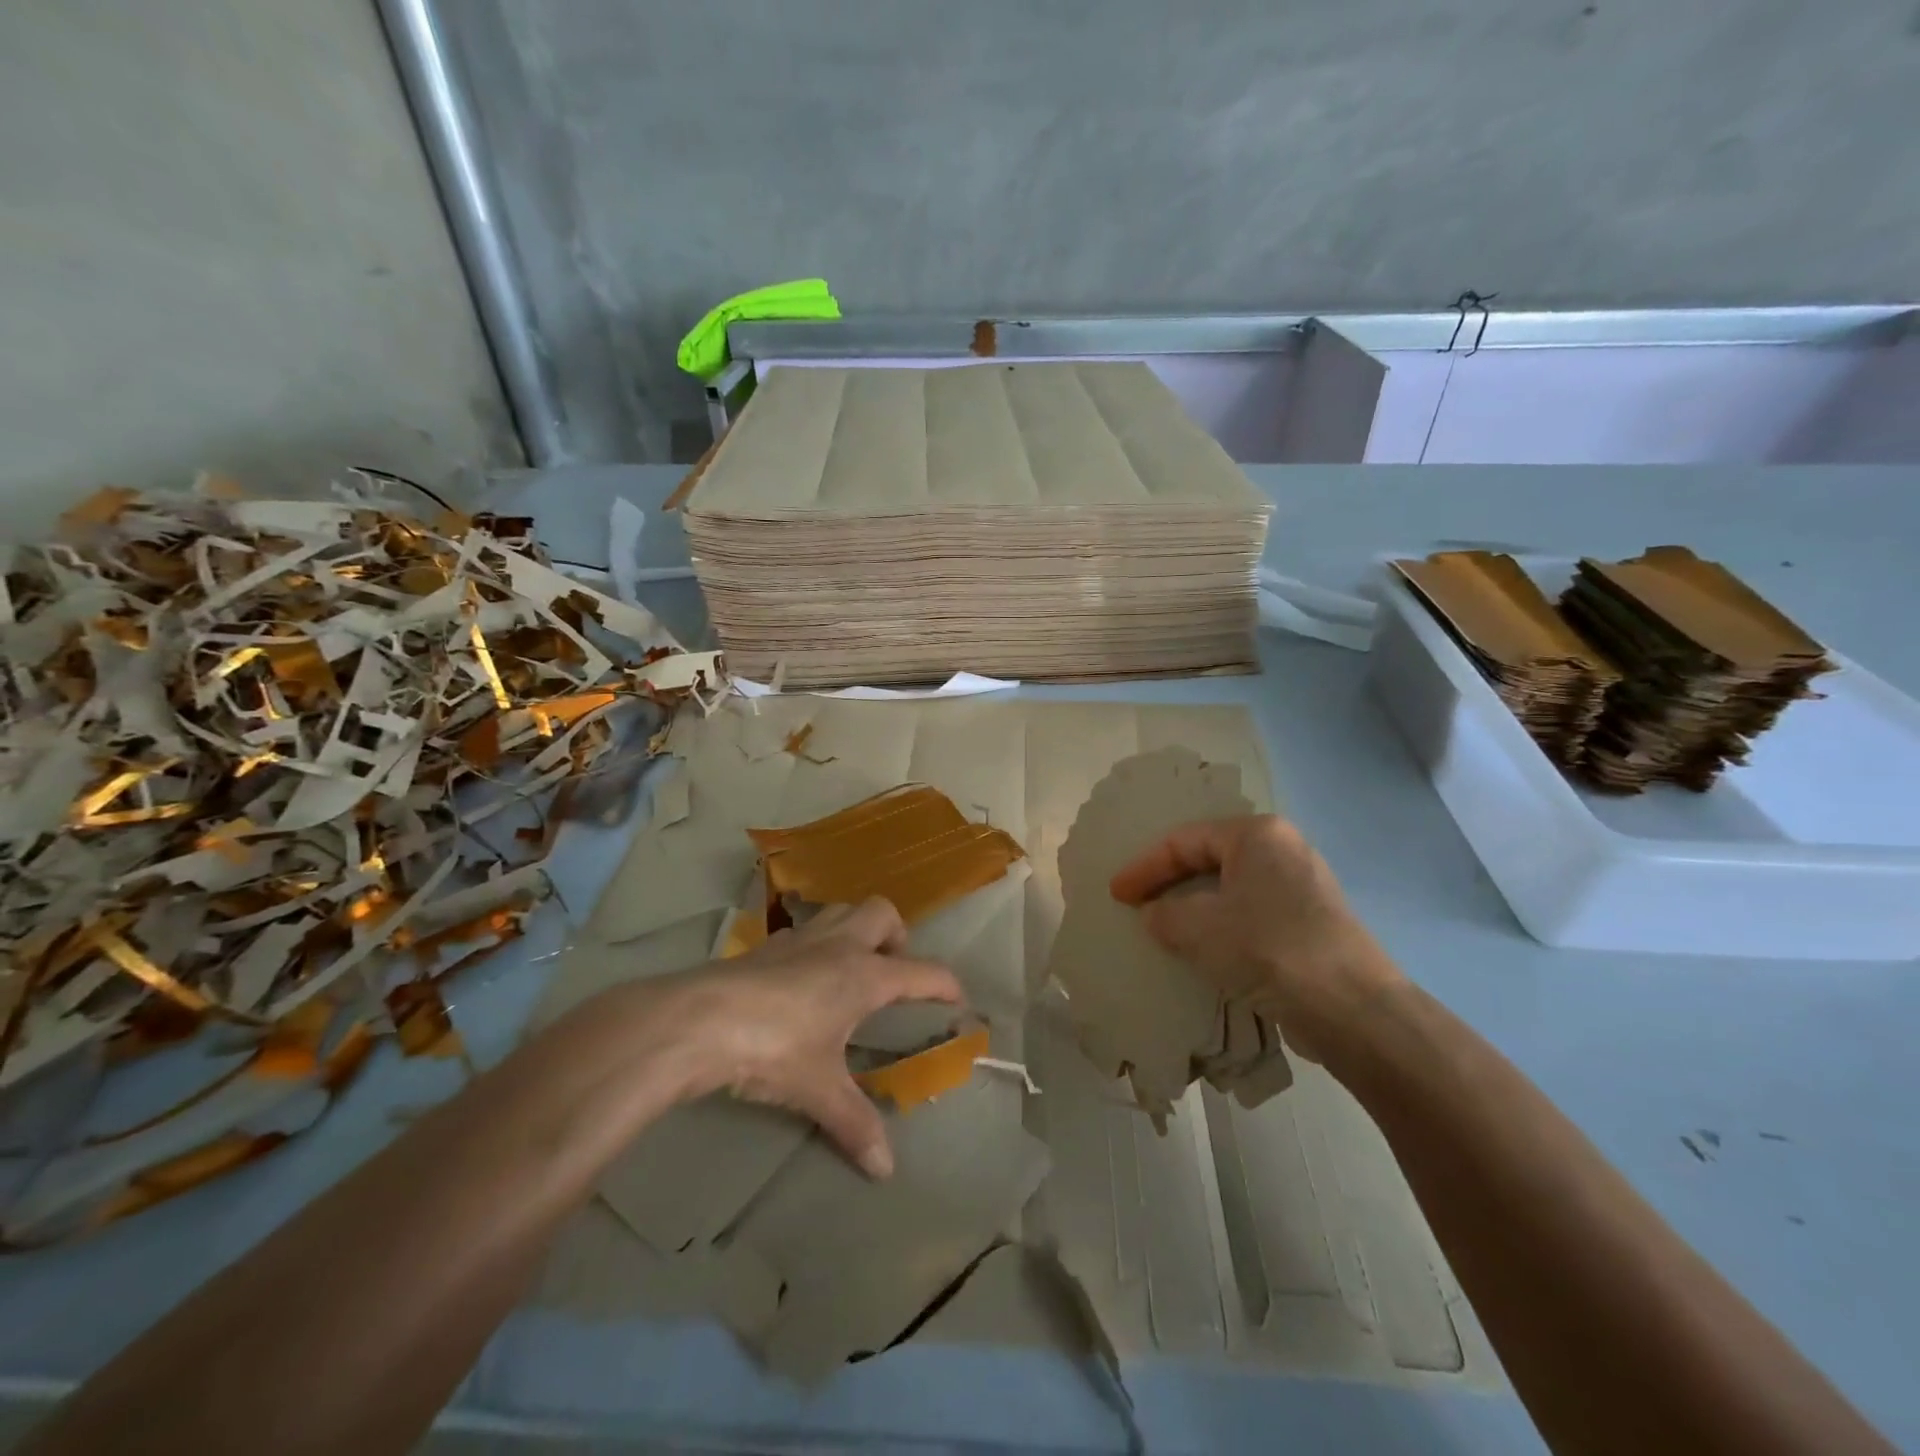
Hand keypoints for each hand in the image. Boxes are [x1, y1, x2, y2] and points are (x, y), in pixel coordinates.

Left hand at [658, 898, 961, 1178]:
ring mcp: (800, 939)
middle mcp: (839, 945)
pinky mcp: (766, 946)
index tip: (959, 999)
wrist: (700, 1020)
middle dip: (897, 936)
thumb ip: (853, 1123)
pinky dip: (816, 945)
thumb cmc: (774, 1048)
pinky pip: (805, 931)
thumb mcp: (818, 1089)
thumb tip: (884, 1169)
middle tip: (892, 971)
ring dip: (856, 930)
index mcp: (865, 974)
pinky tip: (802, 979)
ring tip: (852, 968)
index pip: (923, 971)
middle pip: (883, 913)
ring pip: (842, 911)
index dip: (947, 984)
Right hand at [1108, 815, 1402, 1061]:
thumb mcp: (1198, 927)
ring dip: (1195, 909)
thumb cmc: (1267, 948)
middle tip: (1138, 904)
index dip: (1144, 867)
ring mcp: (1303, 888)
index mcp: (1256, 834)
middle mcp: (1283, 850)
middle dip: (1170, 883)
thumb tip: (1154, 915)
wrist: (1352, 1009)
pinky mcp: (1312, 924)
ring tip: (1166, 928)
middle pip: (1209, 860)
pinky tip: (1206, 951)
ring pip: (1232, 890)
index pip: (1183, 841)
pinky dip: (1223, 928)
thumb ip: (1164, 914)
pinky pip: (1252, 915)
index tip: (1117, 894)